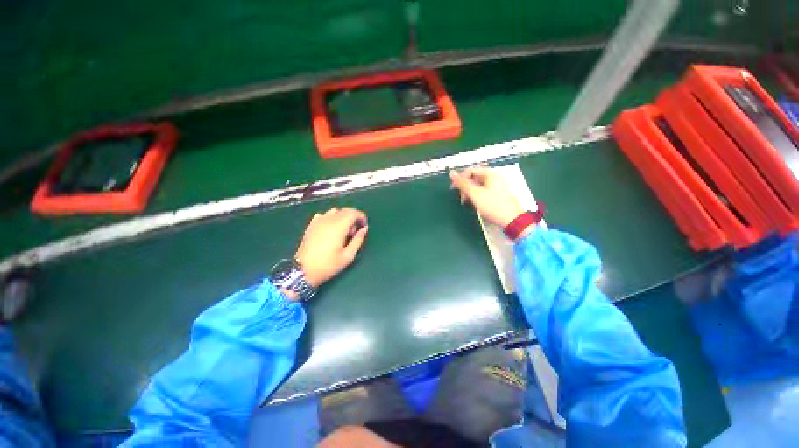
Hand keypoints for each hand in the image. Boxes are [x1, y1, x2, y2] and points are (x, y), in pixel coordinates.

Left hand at [295, 207, 367, 287]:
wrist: (303, 271)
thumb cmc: (328, 265)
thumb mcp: (348, 256)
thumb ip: (358, 240)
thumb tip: (364, 229)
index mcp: (339, 226)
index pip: (353, 213)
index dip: (361, 216)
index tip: (364, 225)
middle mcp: (329, 220)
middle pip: (344, 210)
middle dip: (353, 216)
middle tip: (355, 231)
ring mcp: (318, 221)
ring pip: (334, 211)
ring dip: (342, 217)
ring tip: (343, 230)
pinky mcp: (311, 225)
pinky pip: (324, 215)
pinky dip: (331, 218)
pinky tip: (331, 229)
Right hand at [449, 167, 524, 226]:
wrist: (511, 220)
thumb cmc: (493, 205)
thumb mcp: (475, 194)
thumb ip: (462, 183)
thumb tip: (451, 173)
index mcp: (490, 174)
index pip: (470, 170)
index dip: (460, 178)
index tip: (454, 188)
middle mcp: (493, 177)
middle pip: (473, 178)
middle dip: (465, 186)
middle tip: (462, 196)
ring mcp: (495, 186)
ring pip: (477, 185)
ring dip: (469, 192)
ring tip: (467, 201)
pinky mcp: (495, 195)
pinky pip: (481, 192)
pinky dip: (475, 196)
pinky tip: (474, 203)